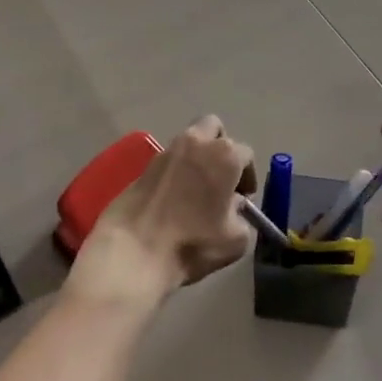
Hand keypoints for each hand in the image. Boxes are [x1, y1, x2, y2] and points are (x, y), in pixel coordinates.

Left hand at [68, 116, 257, 308]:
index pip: (246, 154)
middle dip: (221, 146)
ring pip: (188, 140)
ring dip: (197, 156)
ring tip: (196, 189)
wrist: (133, 252)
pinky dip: (175, 171)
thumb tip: (233, 207)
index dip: (248, 175)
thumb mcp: (235, 240)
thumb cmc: (192, 243)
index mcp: (225, 155)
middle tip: (221, 177)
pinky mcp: (143, 165)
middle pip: (214, 128)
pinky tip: (173, 198)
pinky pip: (168, 160)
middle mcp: (196, 143)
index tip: (244, 197)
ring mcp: (166, 151)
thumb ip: (242, 217)